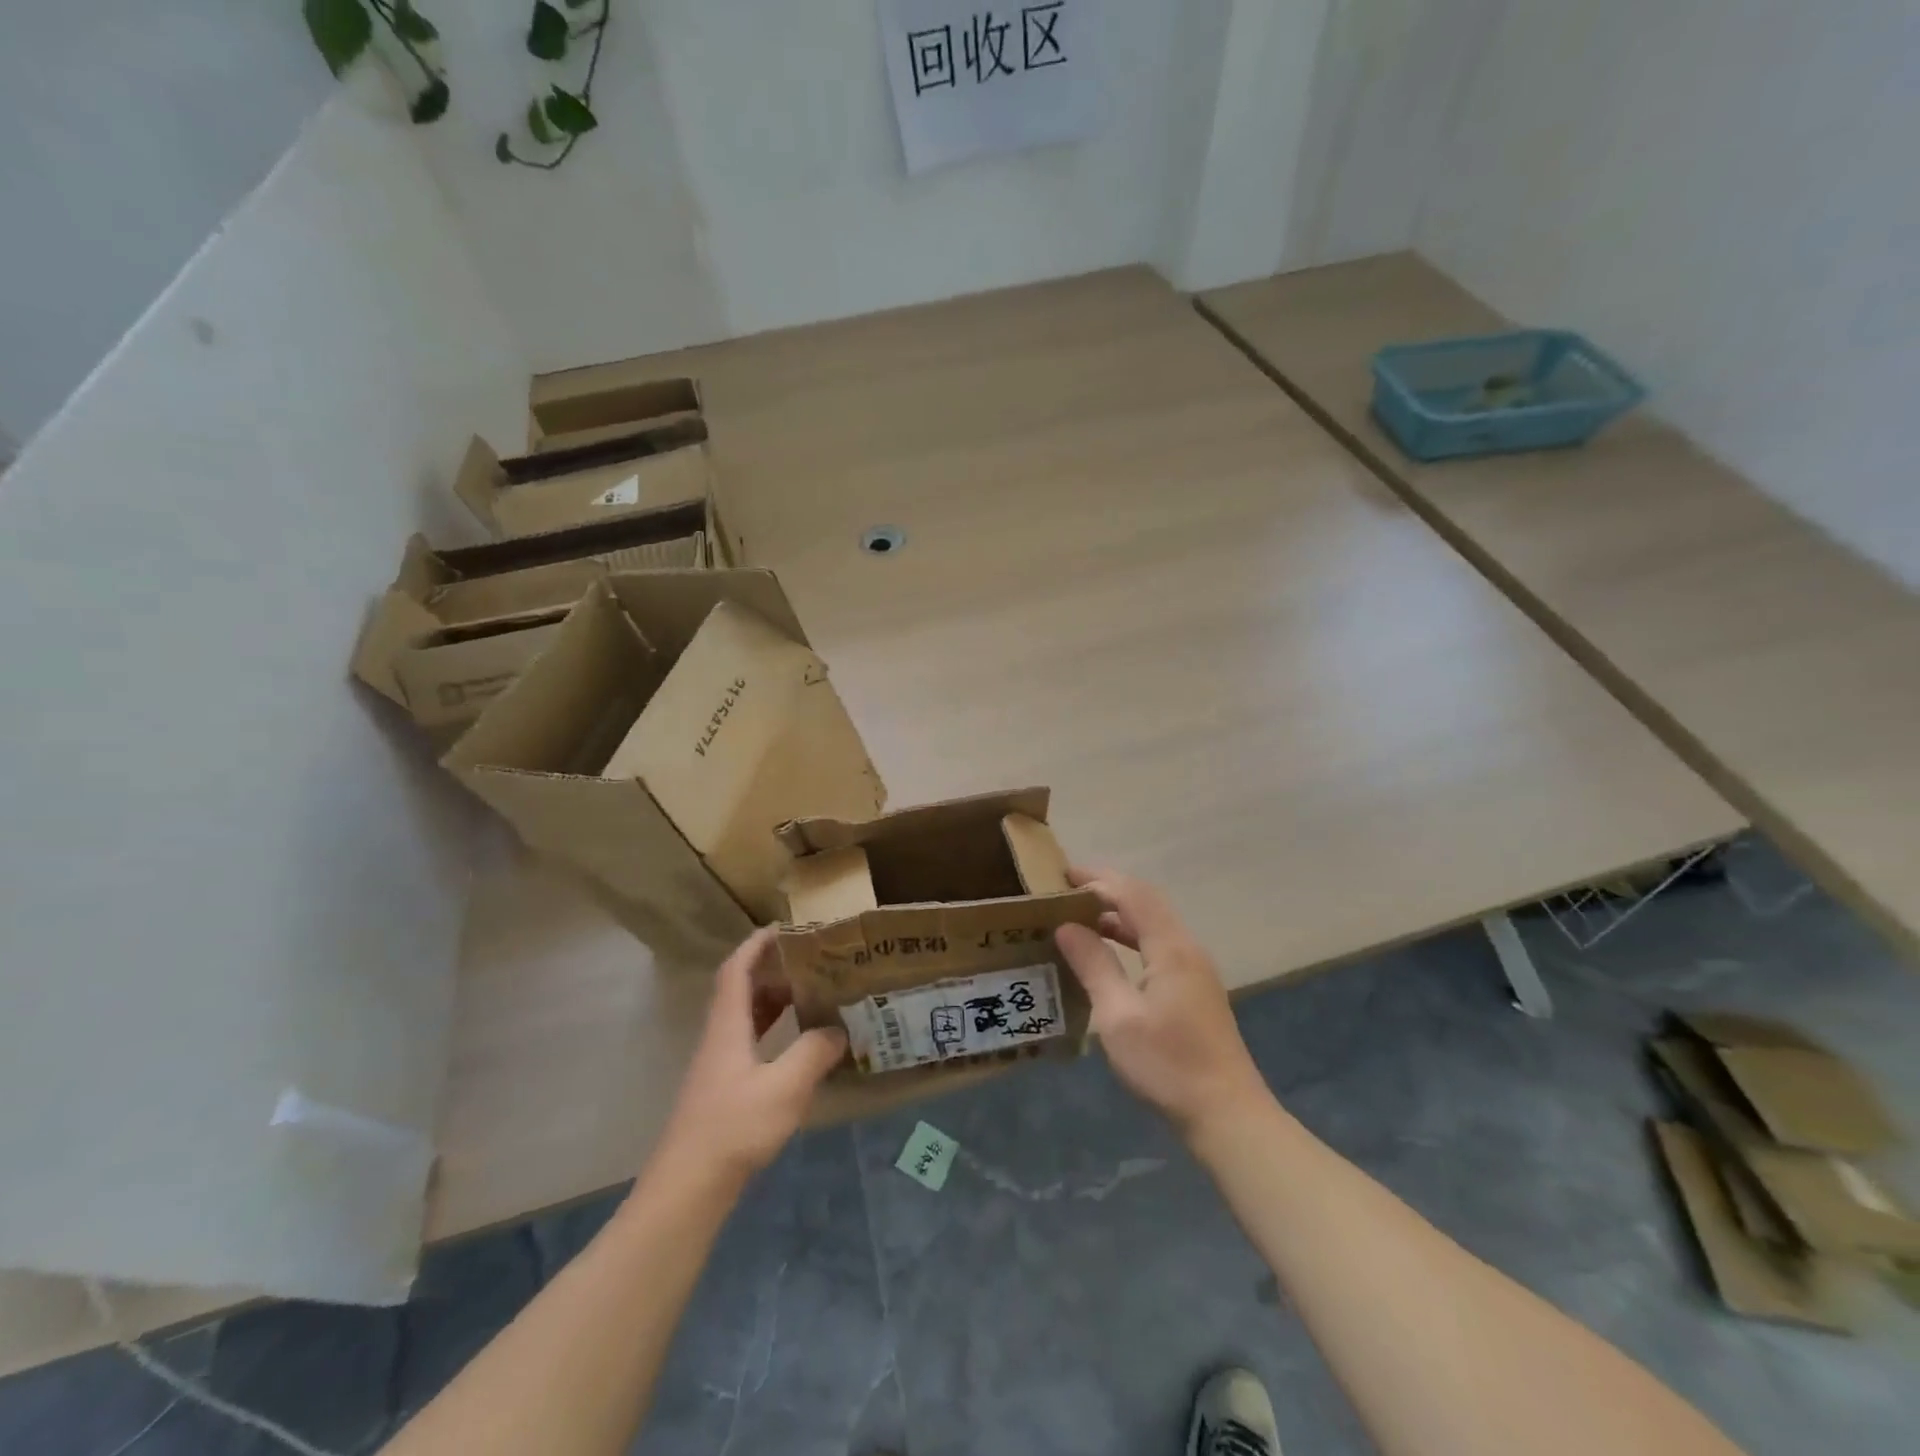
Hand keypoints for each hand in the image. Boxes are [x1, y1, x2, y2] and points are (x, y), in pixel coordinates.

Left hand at [653, 928, 847, 1186]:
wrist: (687, 1190)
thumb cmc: (733, 1129)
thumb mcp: (785, 1088)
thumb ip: (814, 1053)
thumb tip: (838, 1030)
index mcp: (727, 1027)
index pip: (736, 970)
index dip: (756, 945)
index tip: (783, 928)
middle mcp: (719, 1039)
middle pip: (742, 991)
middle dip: (774, 971)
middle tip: (812, 963)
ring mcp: (719, 1068)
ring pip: (746, 1019)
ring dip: (775, 1002)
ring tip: (812, 996)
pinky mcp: (723, 1092)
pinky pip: (751, 1044)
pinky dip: (774, 1033)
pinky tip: (798, 1048)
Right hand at [1055, 868, 1268, 1139]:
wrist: (1226, 1114)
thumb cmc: (1168, 1064)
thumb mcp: (1118, 1016)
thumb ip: (1094, 965)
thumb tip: (1066, 927)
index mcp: (1171, 948)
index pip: (1132, 894)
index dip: (1097, 879)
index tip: (1061, 874)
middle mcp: (1187, 948)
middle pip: (1146, 902)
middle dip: (1107, 889)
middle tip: (1066, 889)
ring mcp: (1194, 969)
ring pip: (1154, 923)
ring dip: (1119, 913)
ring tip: (1079, 915)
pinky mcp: (1194, 988)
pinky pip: (1158, 944)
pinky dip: (1131, 936)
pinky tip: (1109, 951)